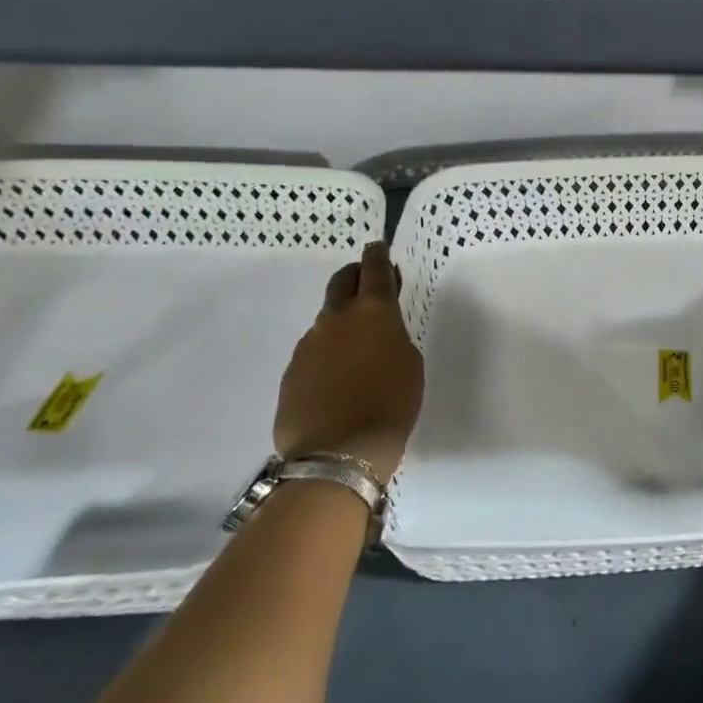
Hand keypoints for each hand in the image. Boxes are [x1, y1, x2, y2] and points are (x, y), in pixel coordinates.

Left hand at [274, 243, 423, 477]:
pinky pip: (314, 353)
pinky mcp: (291, 372)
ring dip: (342, 324)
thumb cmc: (391, 404)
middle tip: (367, 285)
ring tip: (357, 350)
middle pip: (341, 282)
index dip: (377, 256)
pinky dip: (328, 356)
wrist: (338, 454)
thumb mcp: (410, 364)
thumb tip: (377, 335)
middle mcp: (336, 319)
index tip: (378, 247)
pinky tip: (338, 381)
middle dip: (354, 277)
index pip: (374, 269)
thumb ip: (394, 338)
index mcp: (373, 312)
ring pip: (327, 321)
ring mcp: (308, 345)